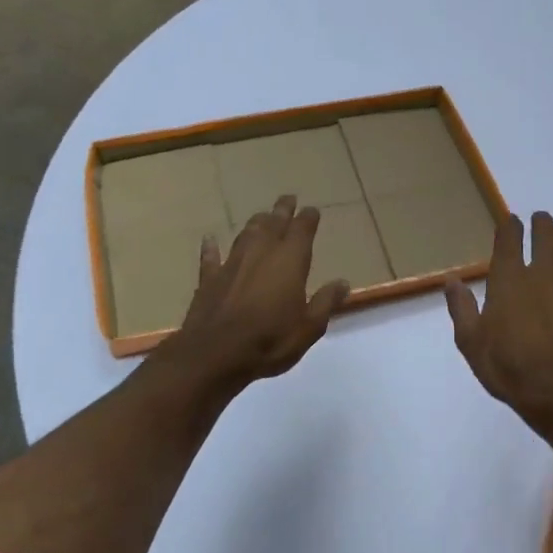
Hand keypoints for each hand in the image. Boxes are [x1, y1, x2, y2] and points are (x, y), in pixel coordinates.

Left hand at [163, 195, 349, 388]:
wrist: (215, 353)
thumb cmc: (270, 340)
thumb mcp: (309, 327)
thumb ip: (326, 302)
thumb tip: (342, 283)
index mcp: (290, 260)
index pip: (302, 230)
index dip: (308, 218)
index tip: (312, 210)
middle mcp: (261, 252)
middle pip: (274, 223)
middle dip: (282, 210)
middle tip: (288, 198)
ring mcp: (232, 262)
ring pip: (246, 233)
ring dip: (256, 223)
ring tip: (262, 215)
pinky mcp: (209, 278)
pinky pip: (211, 256)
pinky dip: (211, 247)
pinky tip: (210, 240)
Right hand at [445, 211, 552, 443]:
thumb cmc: (509, 368)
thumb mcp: (471, 343)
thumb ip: (461, 308)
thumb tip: (451, 280)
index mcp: (509, 279)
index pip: (511, 238)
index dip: (510, 225)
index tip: (511, 221)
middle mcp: (543, 273)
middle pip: (546, 234)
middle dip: (541, 223)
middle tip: (539, 220)